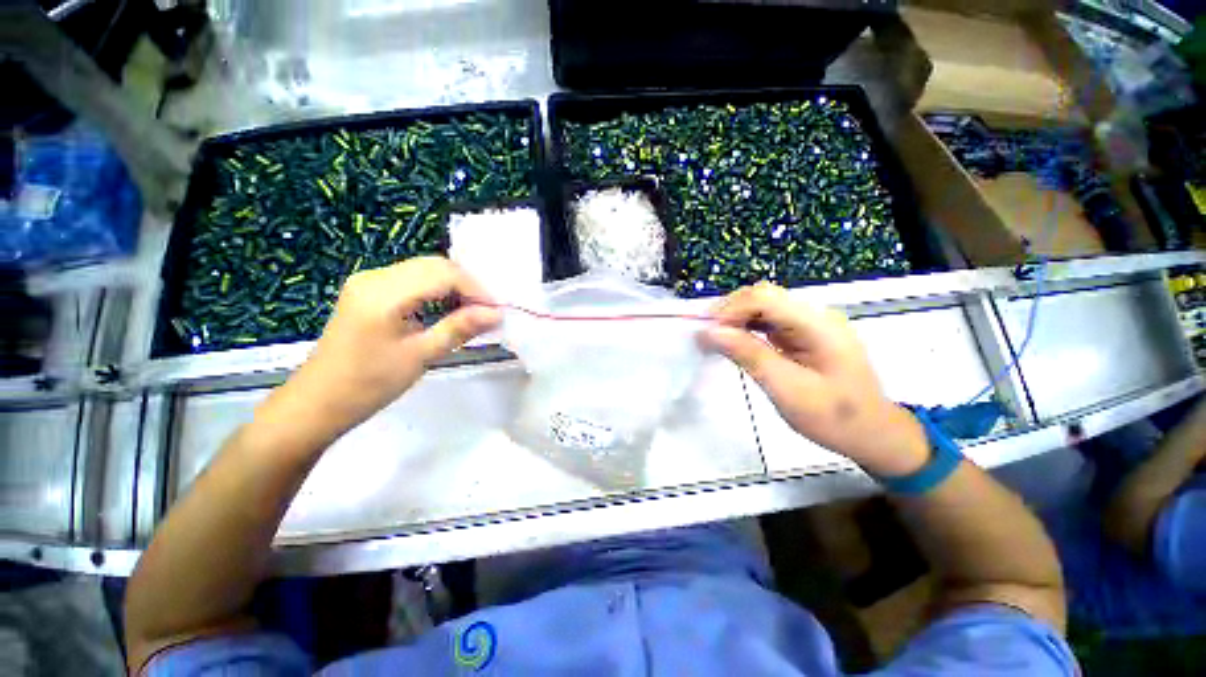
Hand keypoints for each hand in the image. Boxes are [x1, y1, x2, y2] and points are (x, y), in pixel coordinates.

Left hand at [263, 257, 501, 444]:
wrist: (319, 401)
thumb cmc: (369, 384)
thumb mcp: (421, 356)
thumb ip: (460, 328)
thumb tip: (496, 314)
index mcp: (384, 293)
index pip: (443, 274)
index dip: (476, 289)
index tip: (496, 311)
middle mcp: (375, 277)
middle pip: (434, 265)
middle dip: (467, 285)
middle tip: (487, 311)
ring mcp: (369, 281)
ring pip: (424, 269)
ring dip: (453, 286)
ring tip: (472, 312)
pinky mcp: (368, 290)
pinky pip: (412, 279)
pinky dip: (436, 289)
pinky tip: (447, 308)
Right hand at [701, 283, 928, 476]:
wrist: (873, 434)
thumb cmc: (835, 417)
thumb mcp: (788, 389)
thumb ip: (749, 355)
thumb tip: (710, 332)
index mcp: (817, 324)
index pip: (764, 298)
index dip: (729, 310)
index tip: (705, 334)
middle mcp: (814, 315)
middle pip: (762, 296)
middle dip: (729, 312)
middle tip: (704, 337)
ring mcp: (809, 324)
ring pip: (763, 307)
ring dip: (735, 319)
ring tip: (713, 339)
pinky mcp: (803, 335)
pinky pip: (768, 322)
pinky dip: (746, 329)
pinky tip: (733, 342)